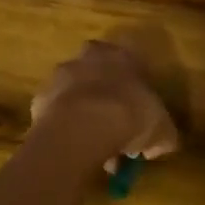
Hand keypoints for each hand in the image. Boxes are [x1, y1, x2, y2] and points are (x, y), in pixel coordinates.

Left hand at [30, 39, 178, 167]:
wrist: (82, 126)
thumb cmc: (129, 116)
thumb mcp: (162, 130)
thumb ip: (163, 135)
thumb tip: (157, 145)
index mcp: (122, 55)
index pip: (132, 65)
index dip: (136, 92)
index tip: (139, 115)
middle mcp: (90, 57)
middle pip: (100, 76)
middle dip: (107, 100)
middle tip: (116, 130)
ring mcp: (61, 75)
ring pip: (77, 95)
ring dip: (85, 116)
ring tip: (95, 149)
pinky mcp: (40, 97)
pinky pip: (57, 114)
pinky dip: (66, 129)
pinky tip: (75, 149)